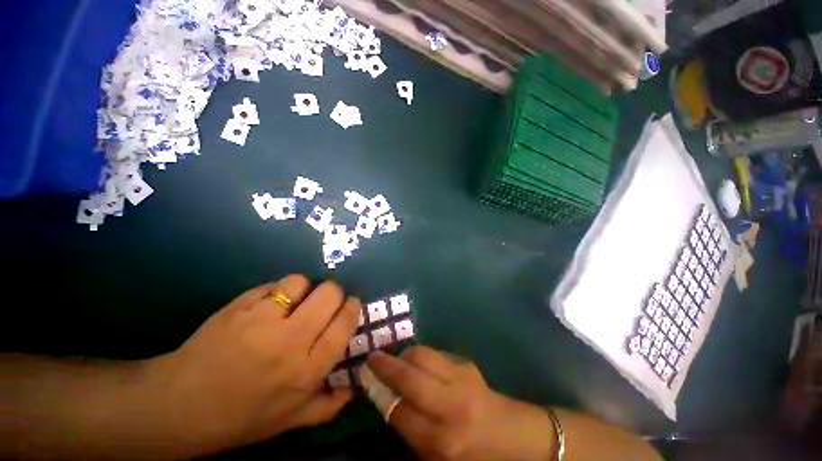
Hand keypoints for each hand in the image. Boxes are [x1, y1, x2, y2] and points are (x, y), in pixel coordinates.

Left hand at [151, 275, 360, 455]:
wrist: (177, 407)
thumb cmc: (238, 419)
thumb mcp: (289, 421)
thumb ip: (329, 405)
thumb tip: (357, 386)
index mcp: (305, 371)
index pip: (344, 325)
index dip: (352, 307)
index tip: (351, 303)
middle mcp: (289, 342)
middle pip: (329, 295)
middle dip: (334, 292)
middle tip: (326, 300)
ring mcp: (261, 321)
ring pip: (301, 282)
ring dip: (304, 287)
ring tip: (296, 299)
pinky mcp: (238, 307)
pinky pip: (272, 285)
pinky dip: (278, 290)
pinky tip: (269, 303)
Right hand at [364, 347, 555, 460]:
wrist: (516, 437)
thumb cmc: (475, 456)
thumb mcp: (438, 458)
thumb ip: (411, 431)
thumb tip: (386, 401)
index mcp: (442, 441)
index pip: (398, 411)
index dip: (380, 394)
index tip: (368, 381)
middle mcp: (450, 407)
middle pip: (408, 377)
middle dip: (385, 365)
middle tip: (372, 358)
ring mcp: (461, 380)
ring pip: (422, 355)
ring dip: (404, 355)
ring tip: (396, 359)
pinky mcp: (467, 365)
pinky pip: (436, 354)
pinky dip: (422, 355)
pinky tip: (419, 362)